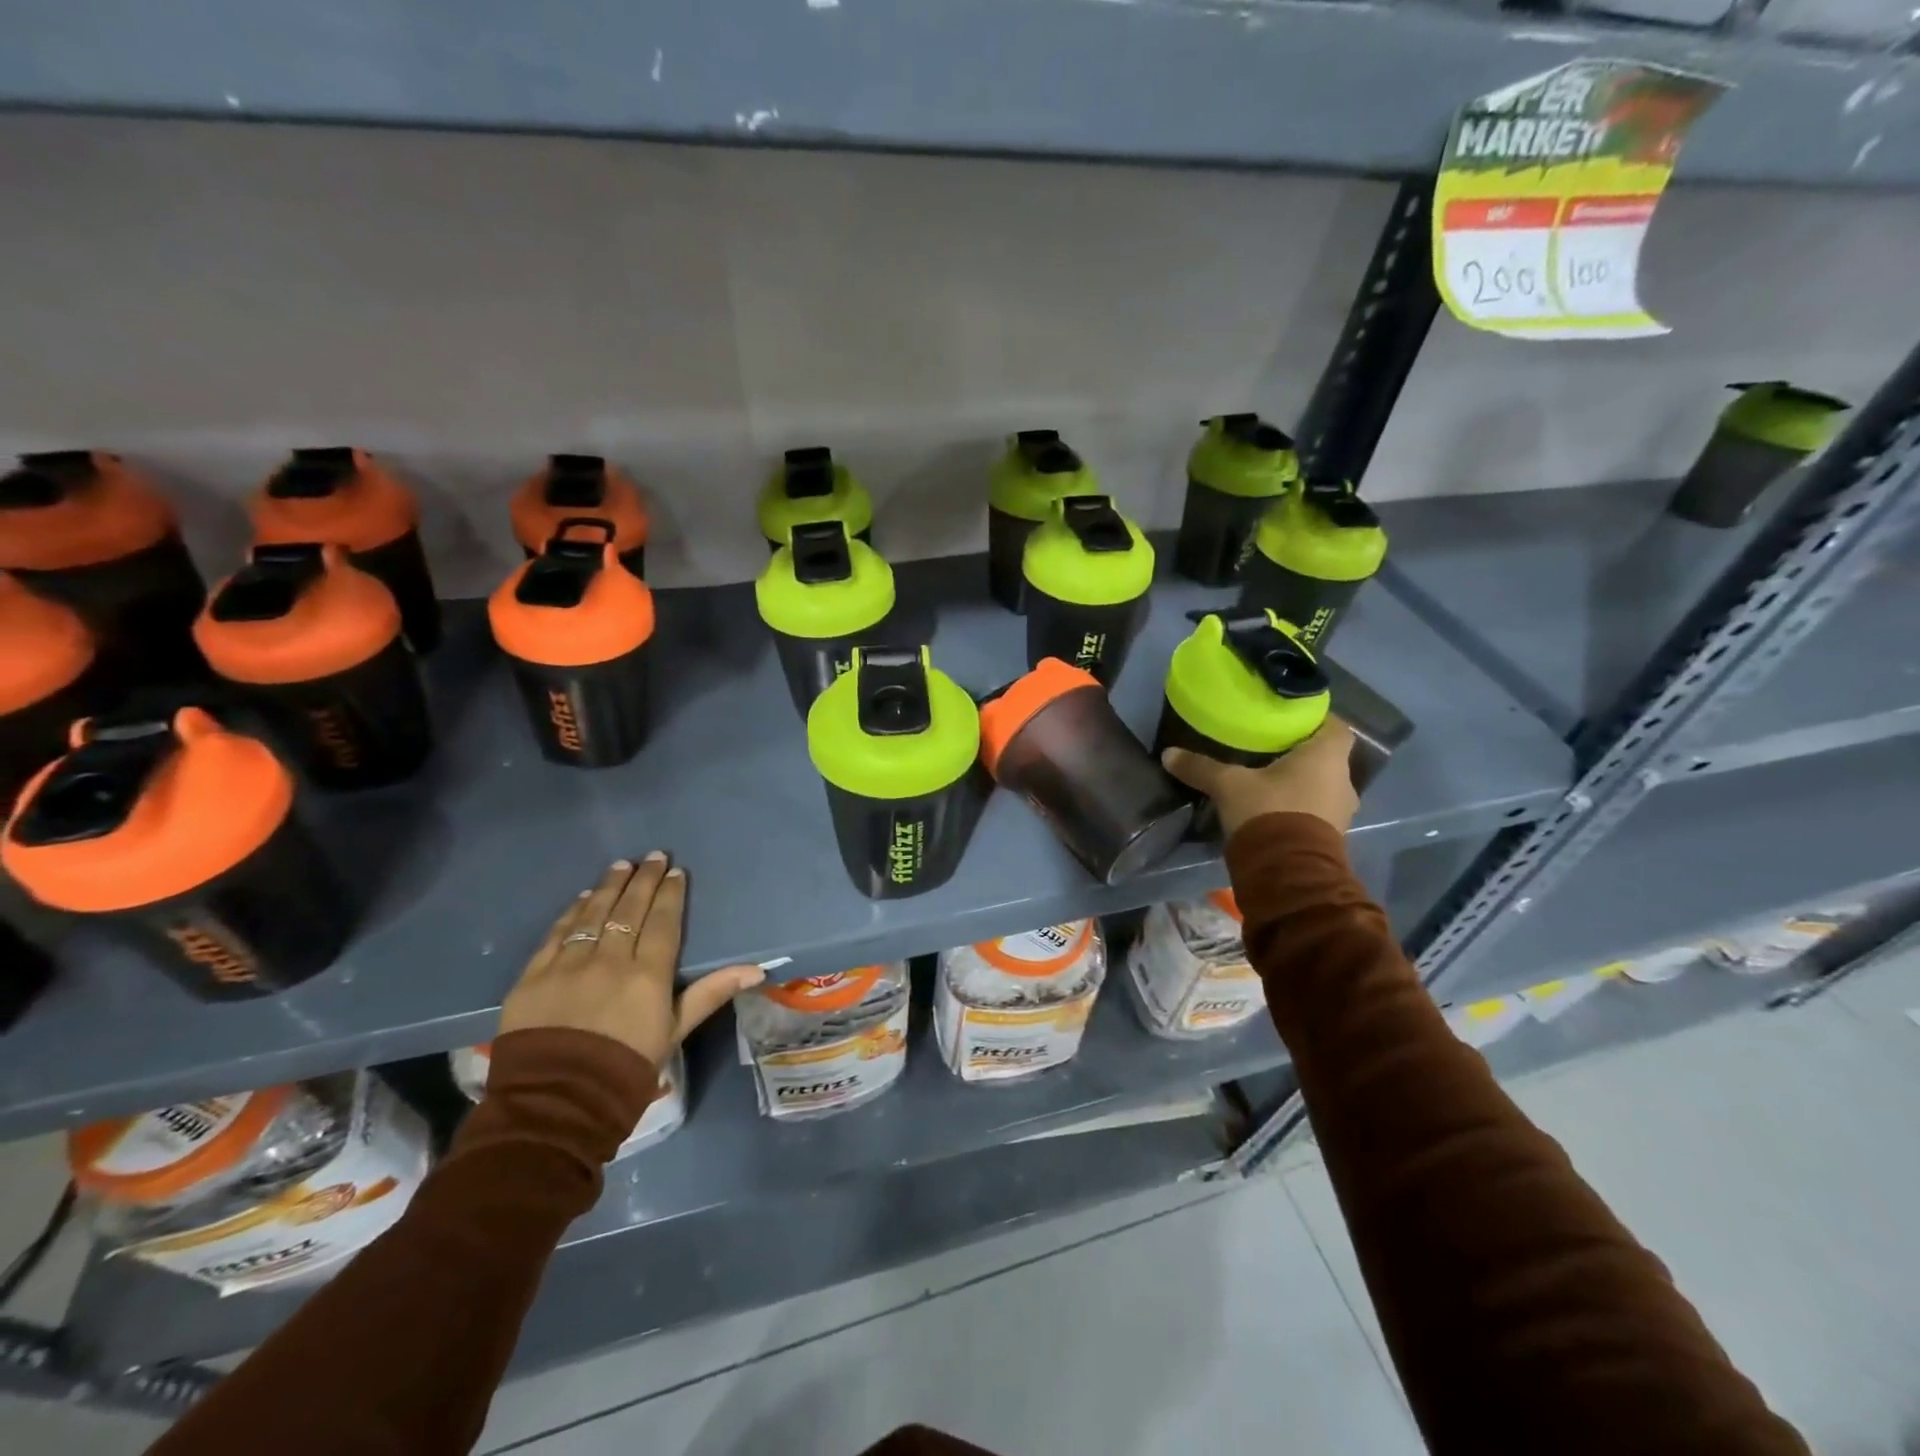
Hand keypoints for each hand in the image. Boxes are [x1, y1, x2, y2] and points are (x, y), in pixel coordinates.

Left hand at [499, 852, 764, 1069]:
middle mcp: (609, 960)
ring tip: (621, 865)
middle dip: (643, 879)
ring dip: (609, 886)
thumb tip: (757, 969)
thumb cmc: (626, 1069)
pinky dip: (572, 912)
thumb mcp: (674, 1032)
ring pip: (593, 914)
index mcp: (647, 974)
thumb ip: (711, 993)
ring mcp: (568, 965)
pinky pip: (556, 934)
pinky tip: (583, 898)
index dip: (670, 894)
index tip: (675, 872)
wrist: (555, 1105)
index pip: (662, 922)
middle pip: (629, 909)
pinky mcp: (533, 976)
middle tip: (653, 856)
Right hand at [1162, 717, 1358, 839]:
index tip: (1289, 721)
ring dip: (1300, 784)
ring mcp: (1341, 812)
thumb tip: (1168, 753)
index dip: (1315, 720)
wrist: (1288, 873)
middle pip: (1326, 758)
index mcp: (1327, 757)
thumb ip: (1201, 767)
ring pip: (1321, 786)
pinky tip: (1271, 810)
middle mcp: (1344, 780)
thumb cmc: (1268, 812)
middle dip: (1301, 754)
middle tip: (1269, 749)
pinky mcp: (1331, 838)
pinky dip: (1298, 808)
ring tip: (1266, 781)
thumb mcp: (1228, 785)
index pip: (1335, 726)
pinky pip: (1316, 812)